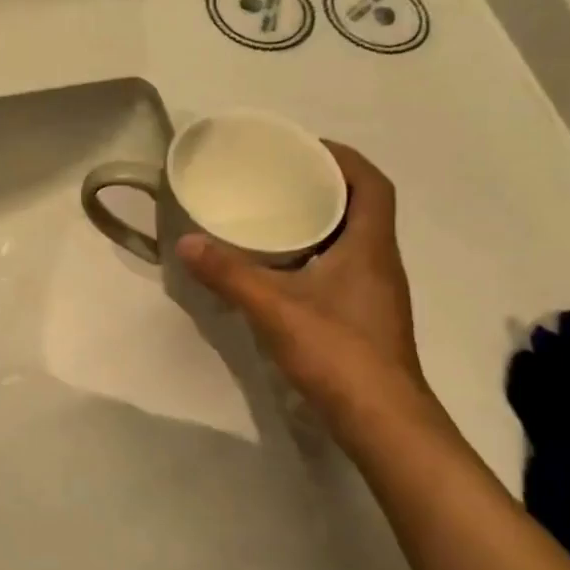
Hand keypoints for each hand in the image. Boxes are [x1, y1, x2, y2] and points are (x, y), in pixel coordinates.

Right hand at [178, 142, 435, 437]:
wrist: (382, 421)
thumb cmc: (337, 352)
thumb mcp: (274, 308)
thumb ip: (229, 274)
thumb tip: (186, 243)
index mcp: (370, 246)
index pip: (372, 183)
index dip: (344, 158)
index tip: (306, 148)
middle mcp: (380, 261)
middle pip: (362, 207)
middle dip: (326, 185)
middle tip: (281, 178)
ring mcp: (376, 292)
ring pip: (353, 239)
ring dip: (323, 220)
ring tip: (276, 214)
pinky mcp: (365, 317)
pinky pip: (344, 267)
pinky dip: (318, 254)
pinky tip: (284, 268)